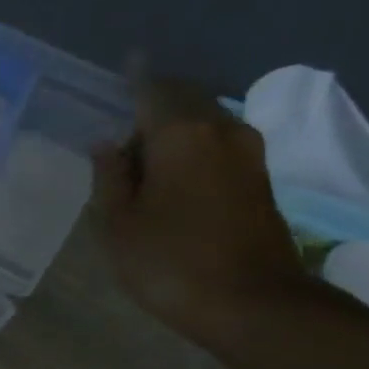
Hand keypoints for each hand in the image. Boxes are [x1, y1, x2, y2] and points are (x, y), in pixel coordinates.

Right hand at [90, 77, 308, 346]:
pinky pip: (219, 144)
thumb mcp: (118, 225)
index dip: (135, 77)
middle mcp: (220, 129)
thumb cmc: (170, 263)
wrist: (253, 304)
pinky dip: (194, 146)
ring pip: (204, 122)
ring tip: (144, 150)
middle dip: (155, 102)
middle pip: (183, 99)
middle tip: (123, 119)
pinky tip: (174, 172)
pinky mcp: (261, 178)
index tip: (125, 63)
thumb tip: (107, 144)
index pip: (152, 88)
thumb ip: (109, 177)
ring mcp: (248, 153)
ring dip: (175, 127)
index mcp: (180, 133)